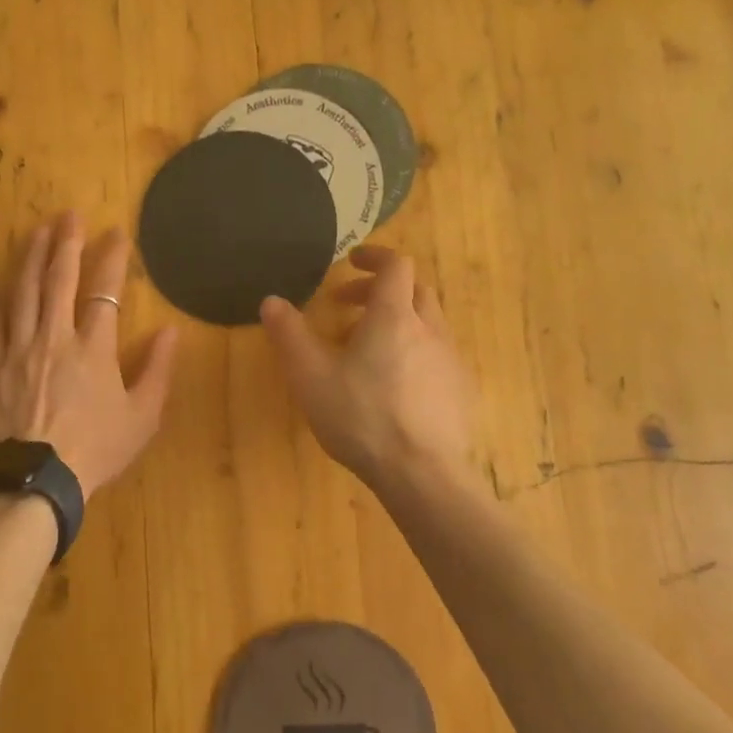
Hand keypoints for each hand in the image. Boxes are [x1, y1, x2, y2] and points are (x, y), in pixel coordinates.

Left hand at [0, 212, 178, 497]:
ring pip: (24, 292)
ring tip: (37, 231)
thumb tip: (171, 330)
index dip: (112, 258)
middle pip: (60, 279)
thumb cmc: (95, 450)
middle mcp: (55, 337)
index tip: (117, 233)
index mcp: (94, 348)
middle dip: (67, 243)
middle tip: (69, 214)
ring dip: (32, 258)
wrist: (36, 481)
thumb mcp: (142, 417)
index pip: (105, 291)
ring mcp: (19, 349)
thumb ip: (158, 370)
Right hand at [260, 246, 479, 494]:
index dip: (375, 257)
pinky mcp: (461, 389)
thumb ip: (289, 335)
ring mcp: (451, 359)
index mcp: (394, 316)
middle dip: (379, 291)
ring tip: (364, 352)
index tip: (352, 262)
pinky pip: (437, 353)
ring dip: (397, 322)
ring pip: (427, 322)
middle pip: (413, 290)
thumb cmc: (361, 417)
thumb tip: (271, 301)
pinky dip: (414, 350)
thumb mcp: (310, 377)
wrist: (423, 474)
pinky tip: (394, 385)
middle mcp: (430, 328)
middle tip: (347, 309)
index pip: (396, 265)